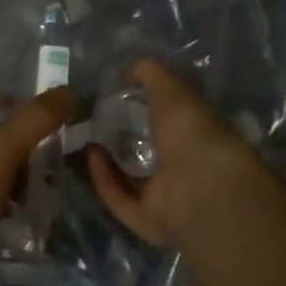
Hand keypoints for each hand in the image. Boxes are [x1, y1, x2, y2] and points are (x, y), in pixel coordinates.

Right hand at [87, 58, 280, 246]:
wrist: (198, 185)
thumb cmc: (191, 129)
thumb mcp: (171, 88)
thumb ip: (150, 73)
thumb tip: (129, 65)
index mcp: (198, 135)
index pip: (172, 120)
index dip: (148, 107)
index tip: (120, 94)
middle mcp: (185, 166)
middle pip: (151, 152)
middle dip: (126, 136)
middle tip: (96, 117)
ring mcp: (168, 196)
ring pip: (134, 180)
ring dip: (110, 161)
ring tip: (87, 135)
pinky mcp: (147, 219)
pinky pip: (120, 199)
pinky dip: (104, 179)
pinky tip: (92, 154)